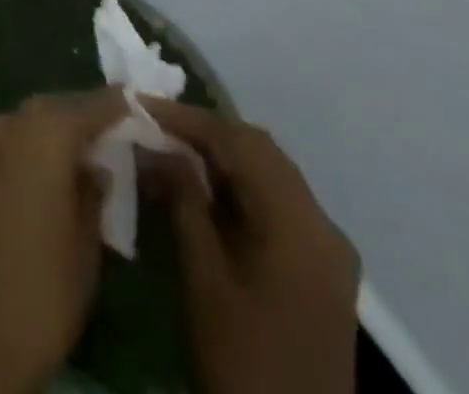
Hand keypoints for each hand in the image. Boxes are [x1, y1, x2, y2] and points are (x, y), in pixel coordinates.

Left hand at [0, 88, 127, 393]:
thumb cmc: (37, 294)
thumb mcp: (84, 251)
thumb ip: (93, 197)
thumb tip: (94, 168)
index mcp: (44, 133)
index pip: (90, 106)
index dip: (116, 106)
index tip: (136, 103)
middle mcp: (7, 123)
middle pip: (52, 109)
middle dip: (80, 118)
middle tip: (110, 134)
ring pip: (24, 126)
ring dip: (50, 135)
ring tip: (80, 158)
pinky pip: (3, 147)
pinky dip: (26, 153)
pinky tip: (42, 178)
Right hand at [142, 100, 360, 393]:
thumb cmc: (243, 363)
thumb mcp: (204, 281)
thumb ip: (184, 202)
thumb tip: (158, 146)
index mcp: (299, 225)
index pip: (240, 143)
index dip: (188, 119)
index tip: (142, 105)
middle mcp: (323, 226)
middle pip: (260, 151)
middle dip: (205, 132)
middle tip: (154, 125)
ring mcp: (327, 248)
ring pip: (270, 172)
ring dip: (222, 155)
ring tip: (170, 149)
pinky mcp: (320, 268)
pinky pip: (277, 201)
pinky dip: (239, 184)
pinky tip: (203, 189)